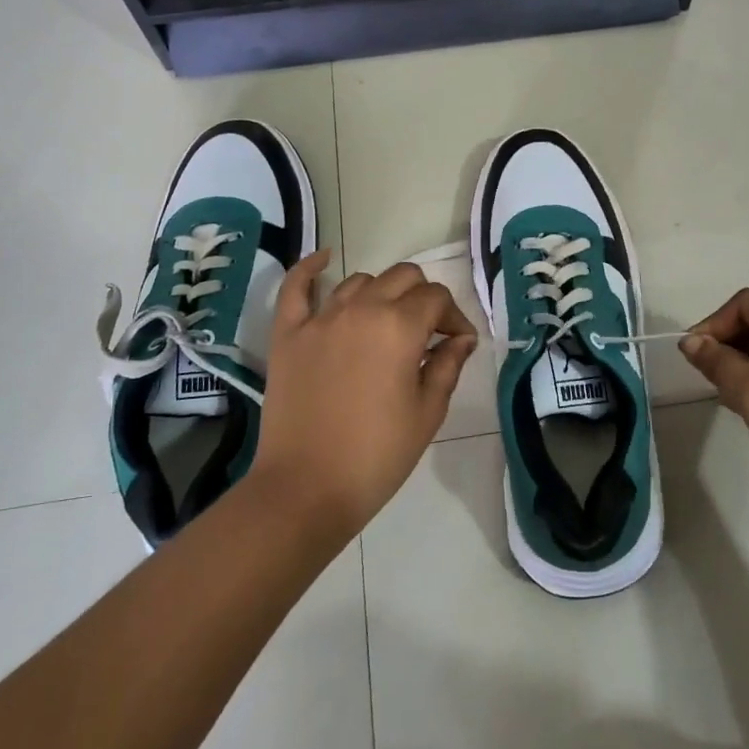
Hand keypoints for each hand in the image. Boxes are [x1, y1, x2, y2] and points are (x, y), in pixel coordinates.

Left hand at [253, 252, 477, 540]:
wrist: (306, 489)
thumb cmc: (377, 455)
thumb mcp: (427, 413)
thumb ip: (448, 366)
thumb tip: (460, 339)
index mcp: (399, 327)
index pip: (436, 298)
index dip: (453, 318)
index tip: (457, 345)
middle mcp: (361, 309)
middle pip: (402, 277)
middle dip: (423, 298)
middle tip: (427, 333)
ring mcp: (320, 319)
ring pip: (360, 280)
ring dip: (381, 294)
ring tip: (386, 323)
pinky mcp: (288, 334)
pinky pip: (297, 288)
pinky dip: (310, 268)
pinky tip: (324, 259)